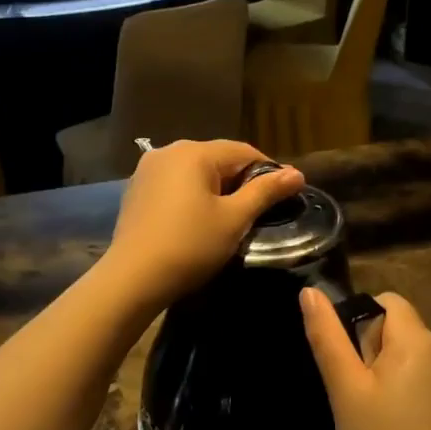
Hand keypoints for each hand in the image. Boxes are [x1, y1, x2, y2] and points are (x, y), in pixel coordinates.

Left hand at [102, 140, 304, 308]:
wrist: (133, 278)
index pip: (244, 151)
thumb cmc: (190, 246)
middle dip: (241, 180)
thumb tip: (297, 174)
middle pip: (217, 158)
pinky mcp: (136, 189)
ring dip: (216, 188)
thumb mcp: (234, 219)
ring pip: (195, 171)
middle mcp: (169, 151)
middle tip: (259, 210)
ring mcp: (148, 169)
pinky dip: (192, 195)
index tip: (285, 195)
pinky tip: (197, 220)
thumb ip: (265, 192)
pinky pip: (175, 184)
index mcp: (195, 152)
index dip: (269, 171)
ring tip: (230, 216)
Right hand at [300, 289, 430, 429]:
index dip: (357, 322)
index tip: (346, 364)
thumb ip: (327, 338)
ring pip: (404, 355)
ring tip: (368, 415)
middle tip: (354, 396)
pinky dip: (399, 391)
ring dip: (381, 374)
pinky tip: (388, 428)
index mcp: (419, 339)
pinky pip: (418, 377)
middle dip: (368, 351)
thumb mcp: (346, 392)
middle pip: (395, 327)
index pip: (385, 301)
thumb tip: (309, 291)